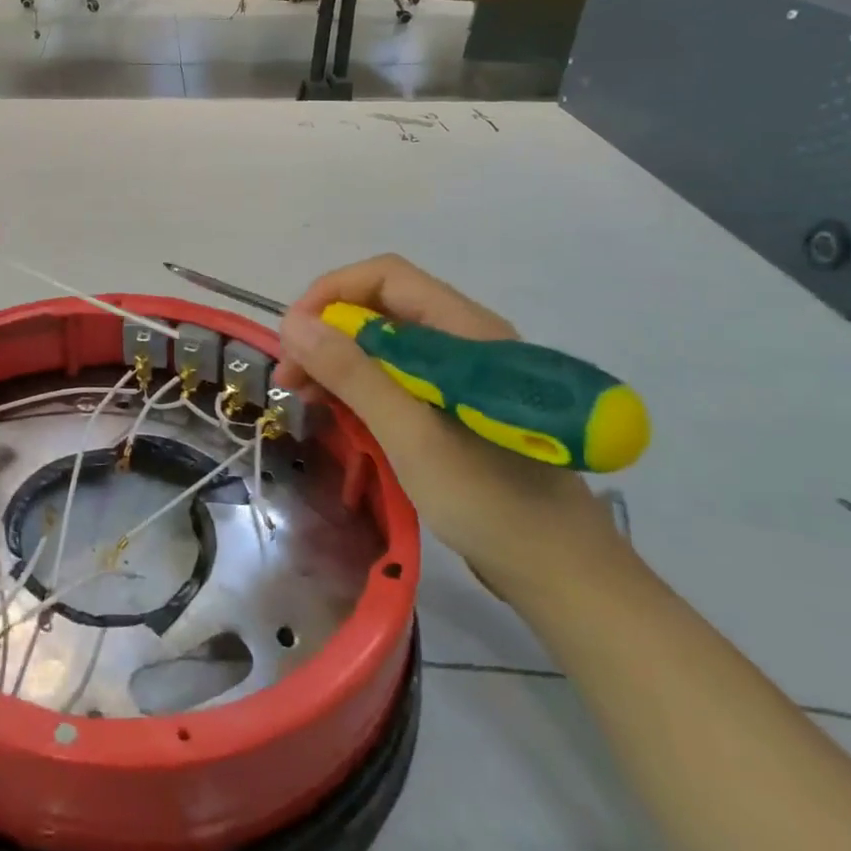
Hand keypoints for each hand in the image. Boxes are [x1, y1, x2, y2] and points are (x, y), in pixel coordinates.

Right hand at [274, 254, 628, 605]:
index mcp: (465, 332)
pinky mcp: (454, 404)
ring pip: (382, 342)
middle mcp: (463, 339)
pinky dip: (357, 385)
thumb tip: (294, 325)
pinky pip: (394, 374)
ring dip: (336, 360)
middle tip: (290, 377)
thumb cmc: (489, 500)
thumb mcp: (410, 434)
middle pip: (380, 307)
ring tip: (303, 397)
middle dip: (326, 332)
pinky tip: (335, 411)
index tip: (293, 337)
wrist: (561, 573)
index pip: (386, 277)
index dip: (331, 294)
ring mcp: (460, 373)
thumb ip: (353, 374)